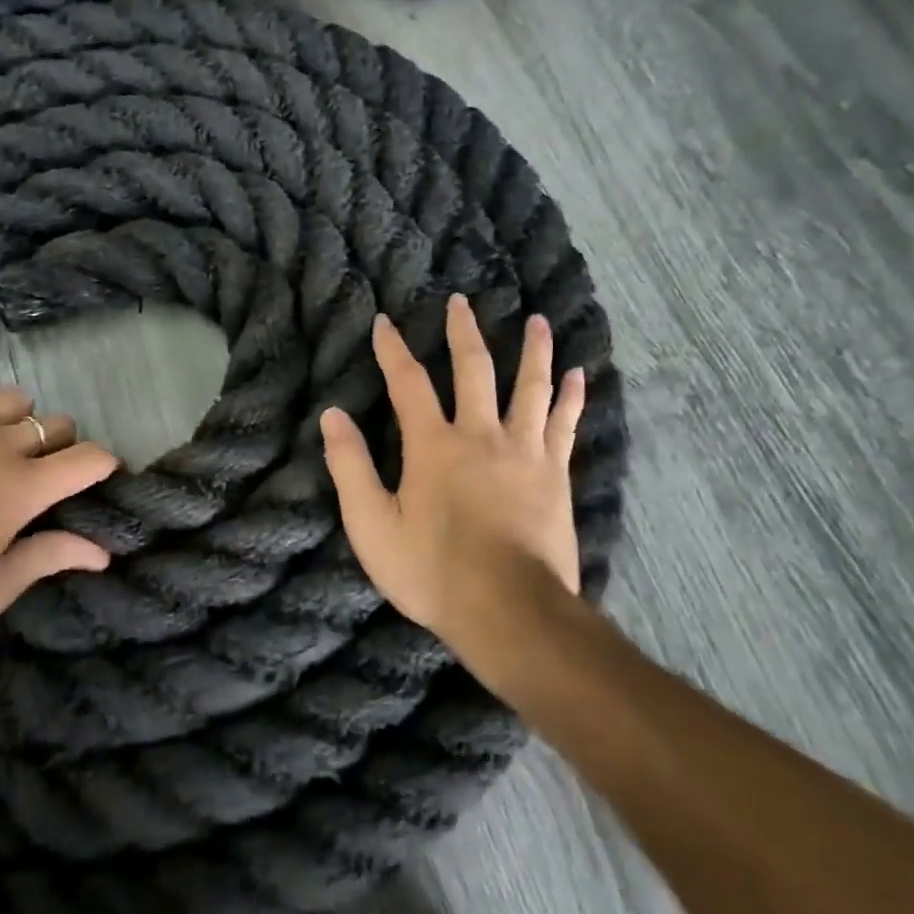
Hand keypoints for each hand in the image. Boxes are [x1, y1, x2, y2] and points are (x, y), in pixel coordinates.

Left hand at [0, 376, 118, 624]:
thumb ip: (49, 559)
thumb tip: (103, 551)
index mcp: (26, 488)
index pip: (90, 458)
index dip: (106, 464)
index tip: (102, 477)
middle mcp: (5, 444)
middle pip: (58, 425)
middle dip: (61, 447)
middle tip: (39, 476)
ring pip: (18, 400)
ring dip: (20, 422)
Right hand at [320, 295, 586, 679]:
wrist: (509, 612)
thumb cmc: (432, 571)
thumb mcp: (372, 526)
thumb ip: (350, 467)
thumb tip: (332, 415)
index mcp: (433, 445)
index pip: (407, 383)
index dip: (392, 350)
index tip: (384, 322)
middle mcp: (481, 435)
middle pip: (474, 370)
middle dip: (463, 333)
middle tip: (460, 301)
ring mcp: (524, 453)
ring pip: (530, 388)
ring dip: (533, 351)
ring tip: (538, 321)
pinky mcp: (555, 475)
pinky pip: (565, 425)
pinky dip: (571, 398)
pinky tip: (580, 376)